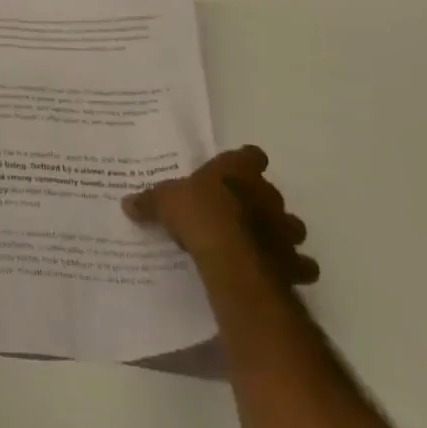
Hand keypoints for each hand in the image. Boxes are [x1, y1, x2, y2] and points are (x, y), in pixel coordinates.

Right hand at [123, 145, 317, 287]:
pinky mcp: (294, 262)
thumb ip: (150, 201)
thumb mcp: (165, 202)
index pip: (251, 155)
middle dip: (260, 202)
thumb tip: (127, 202)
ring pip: (292, 226)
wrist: (231, 257)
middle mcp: (267, 194)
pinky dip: (292, 268)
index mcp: (238, 170)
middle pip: (271, 192)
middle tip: (238, 214)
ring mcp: (285, 228)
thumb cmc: (199, 214)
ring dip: (280, 233)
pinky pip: (300, 264)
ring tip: (260, 244)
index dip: (245, 163)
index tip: (234, 173)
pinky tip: (278, 272)